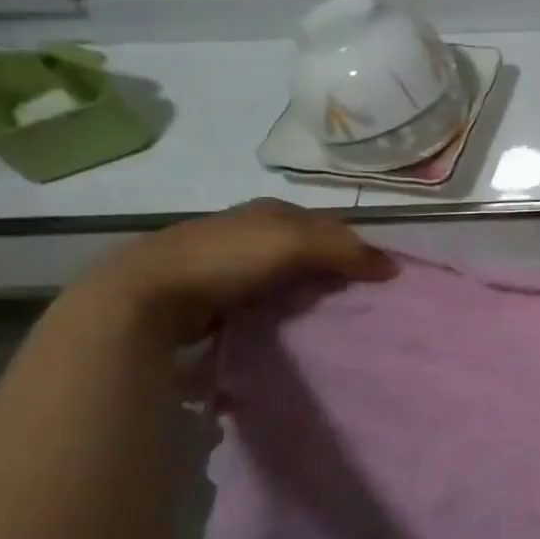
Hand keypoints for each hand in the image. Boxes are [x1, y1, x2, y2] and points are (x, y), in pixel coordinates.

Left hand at [76, 200, 393, 343]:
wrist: (146, 296)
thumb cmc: (225, 258)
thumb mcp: (294, 243)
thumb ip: (344, 251)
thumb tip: (393, 267)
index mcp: (270, 211)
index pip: (328, 223)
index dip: (355, 244)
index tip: (379, 274)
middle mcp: (249, 230)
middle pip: (306, 248)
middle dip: (331, 268)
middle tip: (360, 299)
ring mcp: (227, 263)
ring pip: (284, 275)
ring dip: (306, 292)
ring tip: (330, 318)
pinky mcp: (211, 296)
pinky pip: (262, 300)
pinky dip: (280, 311)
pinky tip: (290, 327)